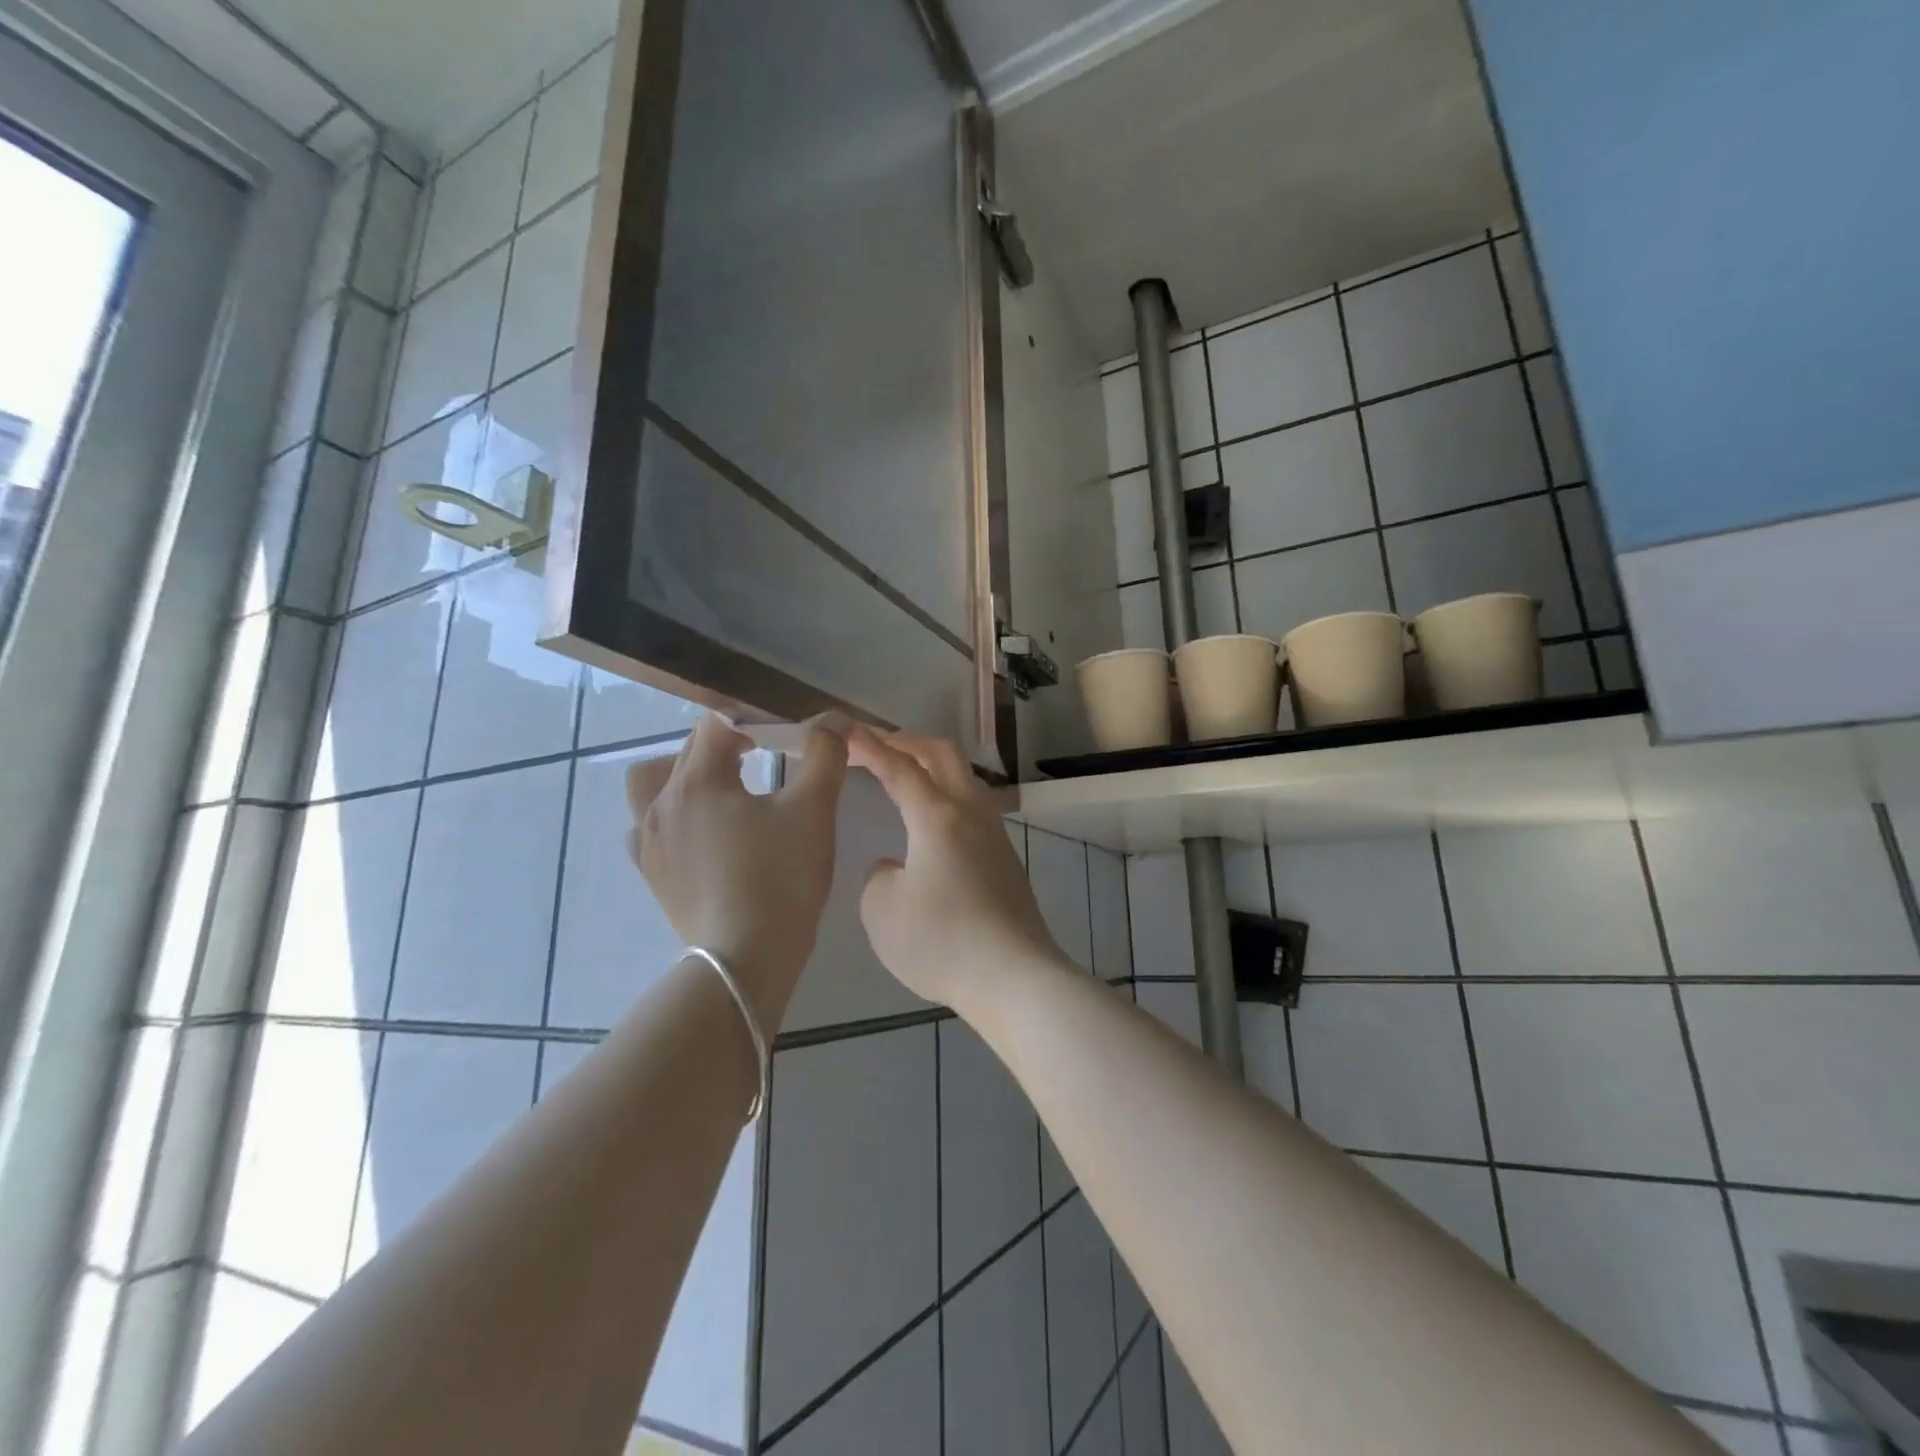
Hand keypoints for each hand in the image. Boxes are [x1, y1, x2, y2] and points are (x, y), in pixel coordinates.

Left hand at [627, 715, 846, 1020]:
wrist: (746, 958)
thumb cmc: (782, 878)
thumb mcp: (814, 809)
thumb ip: (825, 754)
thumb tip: (833, 720)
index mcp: (697, 780)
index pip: (718, 724)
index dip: (755, 720)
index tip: (786, 736)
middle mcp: (661, 802)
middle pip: (690, 750)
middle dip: (728, 744)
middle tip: (768, 758)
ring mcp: (649, 840)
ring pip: (654, 783)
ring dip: (687, 775)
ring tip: (724, 791)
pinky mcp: (651, 872)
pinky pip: (650, 826)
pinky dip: (673, 816)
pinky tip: (702, 833)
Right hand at [848, 727, 1066, 1013]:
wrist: (1014, 976)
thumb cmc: (941, 941)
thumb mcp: (882, 911)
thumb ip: (877, 877)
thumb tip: (894, 867)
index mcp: (937, 816)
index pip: (900, 768)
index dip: (872, 748)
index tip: (850, 732)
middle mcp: (971, 814)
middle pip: (944, 756)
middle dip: (909, 742)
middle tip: (880, 746)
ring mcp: (995, 836)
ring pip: (966, 780)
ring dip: (935, 768)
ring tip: (909, 777)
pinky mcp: (1007, 861)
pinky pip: (975, 809)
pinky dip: (949, 797)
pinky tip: (936, 824)